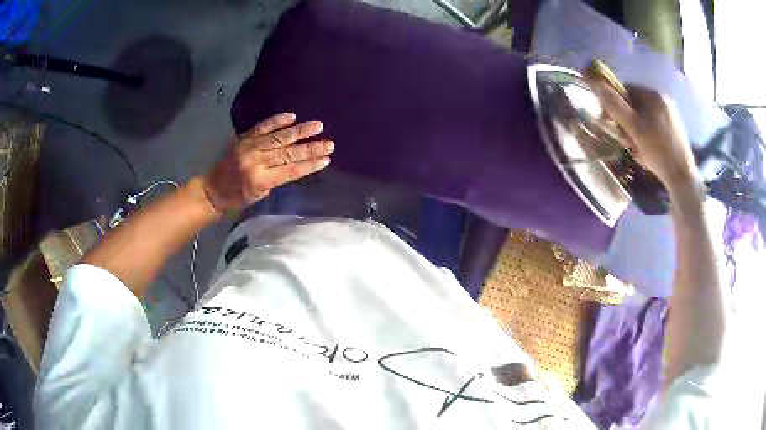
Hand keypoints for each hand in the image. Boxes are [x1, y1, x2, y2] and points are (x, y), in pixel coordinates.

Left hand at [201, 113, 333, 211]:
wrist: (213, 189)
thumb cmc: (237, 198)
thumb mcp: (259, 195)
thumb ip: (276, 178)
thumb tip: (295, 164)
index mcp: (260, 180)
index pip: (291, 171)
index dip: (310, 165)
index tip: (326, 159)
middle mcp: (256, 161)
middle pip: (288, 153)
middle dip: (311, 148)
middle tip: (329, 143)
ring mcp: (249, 147)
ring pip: (279, 137)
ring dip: (300, 131)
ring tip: (317, 126)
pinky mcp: (244, 138)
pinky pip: (263, 127)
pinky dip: (277, 121)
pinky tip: (292, 116)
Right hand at [584, 71, 698, 189]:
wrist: (681, 177)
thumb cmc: (657, 150)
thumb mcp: (633, 126)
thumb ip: (613, 104)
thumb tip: (591, 79)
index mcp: (653, 95)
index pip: (625, 90)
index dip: (614, 105)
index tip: (609, 122)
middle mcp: (662, 100)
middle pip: (634, 106)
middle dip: (625, 123)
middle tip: (625, 141)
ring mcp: (670, 116)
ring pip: (643, 119)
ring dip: (634, 133)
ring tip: (636, 150)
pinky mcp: (674, 131)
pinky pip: (653, 128)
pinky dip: (646, 138)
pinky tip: (647, 152)